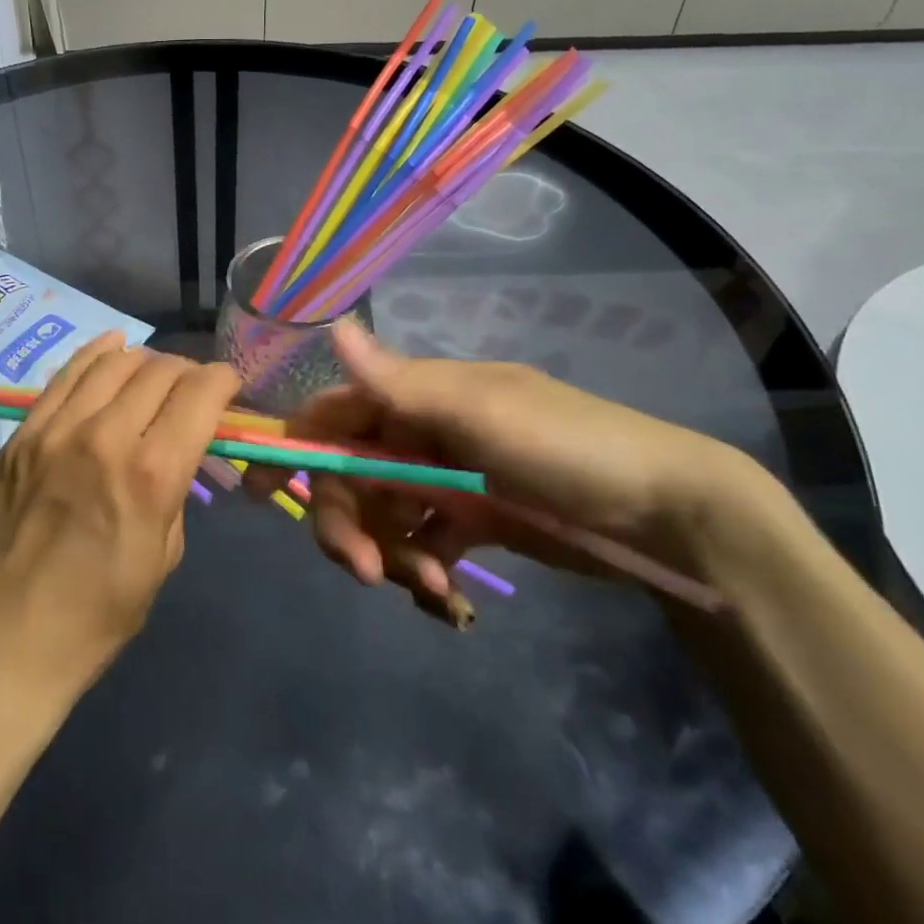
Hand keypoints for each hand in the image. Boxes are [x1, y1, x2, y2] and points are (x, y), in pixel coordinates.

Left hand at [0, 333, 241, 703]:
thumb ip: (175, 492)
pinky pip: (65, 375)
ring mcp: (54, 430)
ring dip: (146, 359)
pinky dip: (97, 354)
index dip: (223, 381)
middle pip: (159, 371)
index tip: (230, 386)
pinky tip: (113, 348)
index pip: (198, 394)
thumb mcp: (161, 560)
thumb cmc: (93, 620)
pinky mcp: (21, 434)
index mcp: (150, 475)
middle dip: (188, 371)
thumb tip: (178, 452)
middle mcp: (104, 436)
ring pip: (112, 362)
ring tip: (156, 372)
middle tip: (194, 388)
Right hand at [245, 320, 765, 620]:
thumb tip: (333, 327)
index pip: (333, 412)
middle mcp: (419, 432)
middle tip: (362, 569)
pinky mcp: (469, 520)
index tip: (257, 491)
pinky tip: (447, 595)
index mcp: (416, 396)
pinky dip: (421, 568)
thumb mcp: (481, 411)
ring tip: (430, 584)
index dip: (293, 444)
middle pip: (348, 474)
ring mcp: (443, 478)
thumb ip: (400, 382)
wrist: (666, 514)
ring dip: (388, 551)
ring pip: (380, 515)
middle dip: (344, 519)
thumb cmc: (566, 447)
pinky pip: (420, 544)